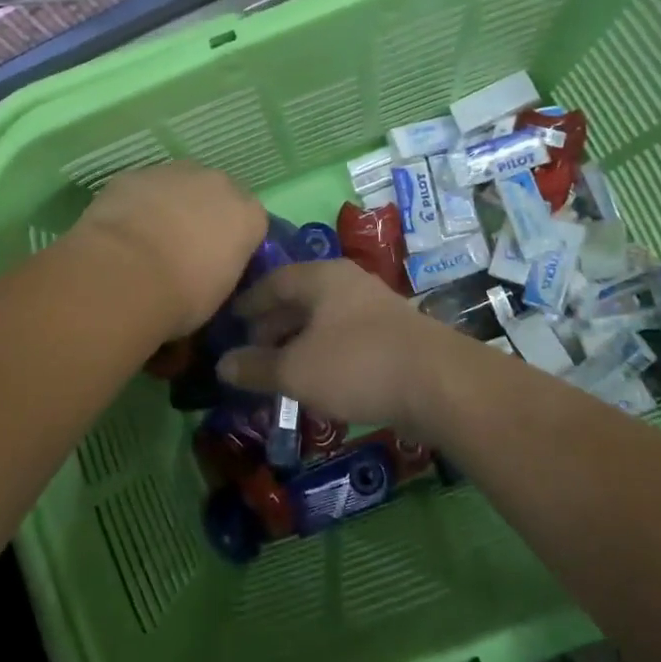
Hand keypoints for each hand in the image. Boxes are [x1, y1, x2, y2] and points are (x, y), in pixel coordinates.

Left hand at [67, 161, 268, 337]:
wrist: (123, 275)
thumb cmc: (182, 296)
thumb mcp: (218, 294)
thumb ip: (222, 268)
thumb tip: (208, 269)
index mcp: (248, 215)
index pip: (251, 222)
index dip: (233, 241)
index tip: (218, 263)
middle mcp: (218, 183)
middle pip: (217, 195)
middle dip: (204, 214)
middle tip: (183, 248)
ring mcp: (175, 173)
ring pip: (178, 185)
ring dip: (170, 205)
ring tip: (148, 240)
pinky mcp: (135, 173)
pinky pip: (143, 188)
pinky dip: (138, 204)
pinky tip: (121, 232)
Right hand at [217, 260, 465, 438]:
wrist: (439, 383)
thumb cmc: (357, 364)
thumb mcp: (296, 370)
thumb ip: (257, 367)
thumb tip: (222, 365)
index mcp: (321, 278)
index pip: (274, 280)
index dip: (249, 301)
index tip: (231, 319)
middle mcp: (347, 283)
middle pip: (300, 298)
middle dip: (273, 324)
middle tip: (251, 348)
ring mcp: (374, 307)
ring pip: (324, 319)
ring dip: (298, 341)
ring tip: (279, 368)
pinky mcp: (393, 334)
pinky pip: (345, 337)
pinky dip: (323, 353)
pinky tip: (317, 379)